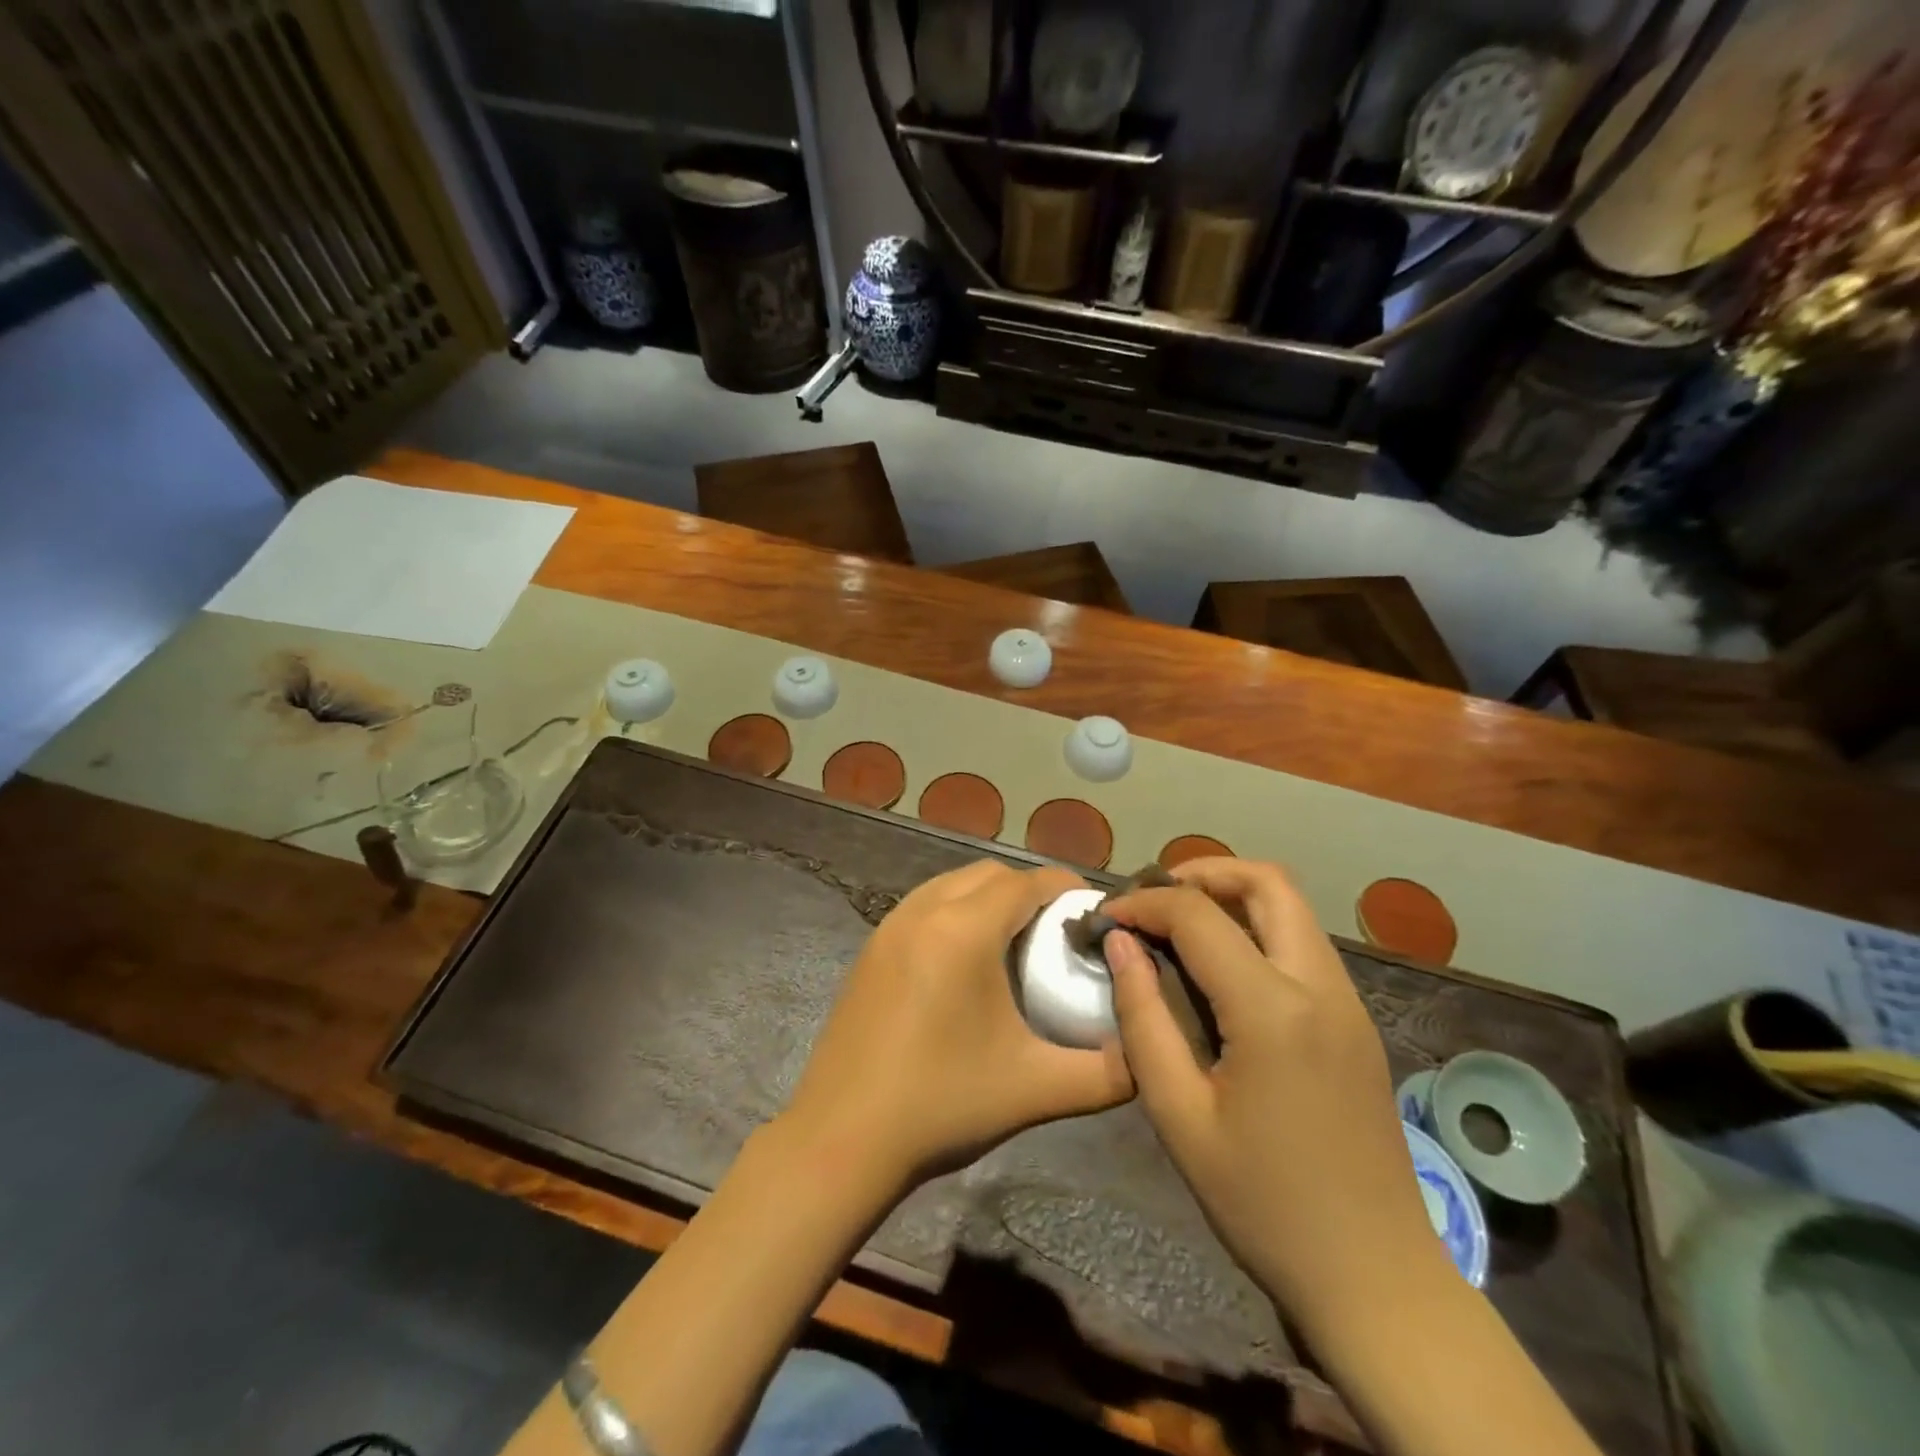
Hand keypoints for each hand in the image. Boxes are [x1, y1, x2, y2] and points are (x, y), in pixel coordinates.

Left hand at [781, 861, 1133, 1193]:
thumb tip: (1150, 1055)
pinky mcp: (871, 947)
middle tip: (1060, 932)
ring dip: (990, 898)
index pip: (1028, 882)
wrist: (841, 1139)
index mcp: (964, 930)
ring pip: (953, 884)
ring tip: (1018, 941)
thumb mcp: (1036, 1088)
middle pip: (990, 874)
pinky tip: (968, 960)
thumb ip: (1108, 1071)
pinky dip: (956, 910)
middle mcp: (923, 911)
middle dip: (1031, 890)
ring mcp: (889, 925)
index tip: (1095, 913)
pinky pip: (925, 905)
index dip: (1067, 888)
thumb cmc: (942, 1104)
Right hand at [1102, 858, 1438, 1328]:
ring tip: (1178, 927)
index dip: (1143, 903)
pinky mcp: (1357, 1021)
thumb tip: (1120, 943)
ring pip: (1292, 908)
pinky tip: (1221, 969)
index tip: (1105, 917)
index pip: (1198, 916)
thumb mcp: (1179, 1116)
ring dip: (1233, 897)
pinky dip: (1258, 929)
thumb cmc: (1264, 1203)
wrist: (1375, 1278)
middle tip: (1153, 900)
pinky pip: (1304, 944)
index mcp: (1273, 1009)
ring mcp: (1348, 1001)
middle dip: (1202, 873)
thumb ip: (1143, 1018)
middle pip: (1267, 882)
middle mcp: (1320, 986)